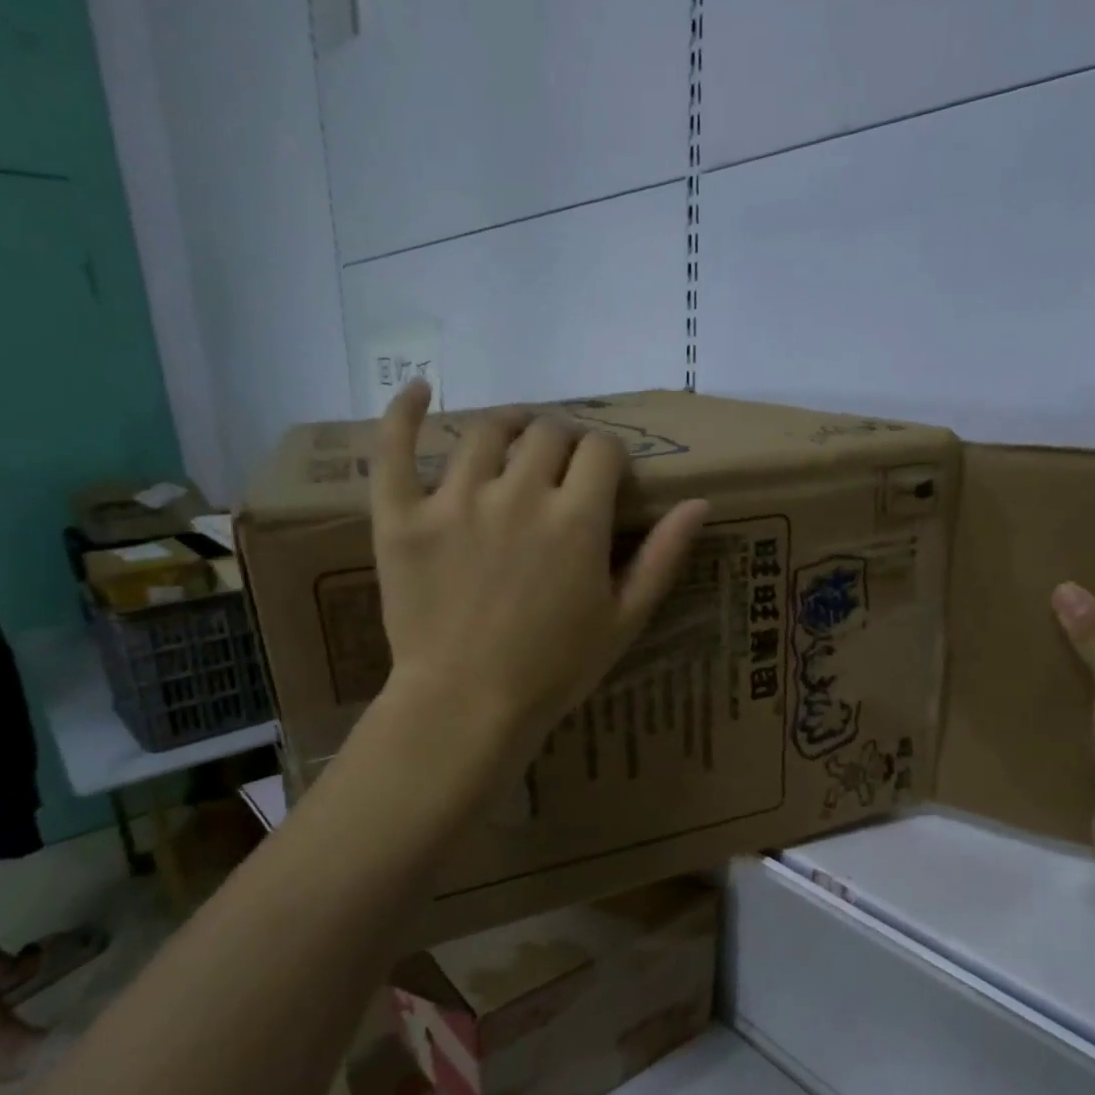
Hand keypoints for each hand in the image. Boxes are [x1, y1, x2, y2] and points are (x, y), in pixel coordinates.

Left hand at [371, 382, 708, 753]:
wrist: (467, 707)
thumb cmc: (554, 670)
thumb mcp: (624, 620)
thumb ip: (662, 557)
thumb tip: (700, 502)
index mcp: (577, 520)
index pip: (601, 450)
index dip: (608, 455)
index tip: (604, 475)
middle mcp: (519, 494)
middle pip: (547, 432)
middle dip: (563, 439)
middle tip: (560, 464)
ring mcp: (454, 501)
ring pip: (484, 430)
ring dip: (507, 425)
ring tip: (511, 438)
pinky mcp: (402, 516)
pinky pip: (395, 448)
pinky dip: (404, 411)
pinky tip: (418, 388)